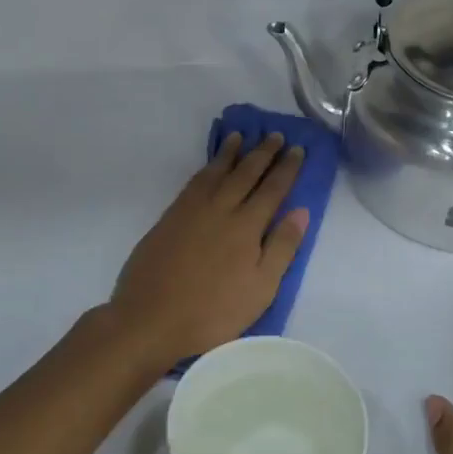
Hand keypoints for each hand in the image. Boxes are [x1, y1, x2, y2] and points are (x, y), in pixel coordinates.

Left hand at [108, 133, 309, 365]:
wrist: (151, 318)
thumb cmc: (213, 312)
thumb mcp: (261, 289)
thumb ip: (282, 247)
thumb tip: (301, 211)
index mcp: (247, 226)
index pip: (273, 189)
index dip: (287, 168)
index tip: (298, 149)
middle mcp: (221, 209)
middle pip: (245, 173)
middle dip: (263, 153)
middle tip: (276, 135)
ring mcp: (191, 210)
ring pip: (216, 172)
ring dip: (231, 152)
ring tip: (241, 137)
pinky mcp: (170, 218)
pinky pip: (194, 182)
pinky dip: (206, 168)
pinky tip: (210, 166)